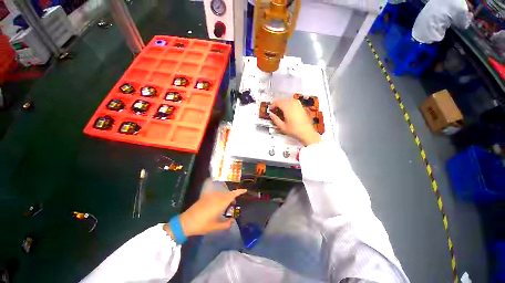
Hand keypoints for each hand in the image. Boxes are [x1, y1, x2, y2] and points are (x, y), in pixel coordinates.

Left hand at [165, 189, 246, 237]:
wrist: (186, 222)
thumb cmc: (202, 225)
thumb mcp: (215, 226)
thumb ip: (226, 224)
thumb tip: (232, 221)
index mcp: (221, 203)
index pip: (233, 195)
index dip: (239, 191)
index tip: (245, 190)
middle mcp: (217, 197)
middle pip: (228, 194)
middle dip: (233, 197)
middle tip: (234, 205)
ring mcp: (211, 196)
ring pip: (222, 194)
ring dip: (226, 197)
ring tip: (226, 206)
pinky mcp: (205, 197)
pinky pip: (216, 195)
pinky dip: (220, 198)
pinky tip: (218, 205)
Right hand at [269, 98, 321, 145]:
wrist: (306, 132)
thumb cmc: (295, 130)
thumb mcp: (282, 127)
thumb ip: (275, 120)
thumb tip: (271, 115)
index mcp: (288, 109)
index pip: (278, 102)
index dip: (273, 105)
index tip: (271, 108)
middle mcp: (293, 105)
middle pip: (283, 99)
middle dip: (277, 103)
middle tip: (274, 108)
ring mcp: (298, 105)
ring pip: (288, 99)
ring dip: (283, 102)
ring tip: (280, 107)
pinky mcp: (301, 107)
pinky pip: (294, 101)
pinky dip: (289, 102)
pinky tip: (288, 107)